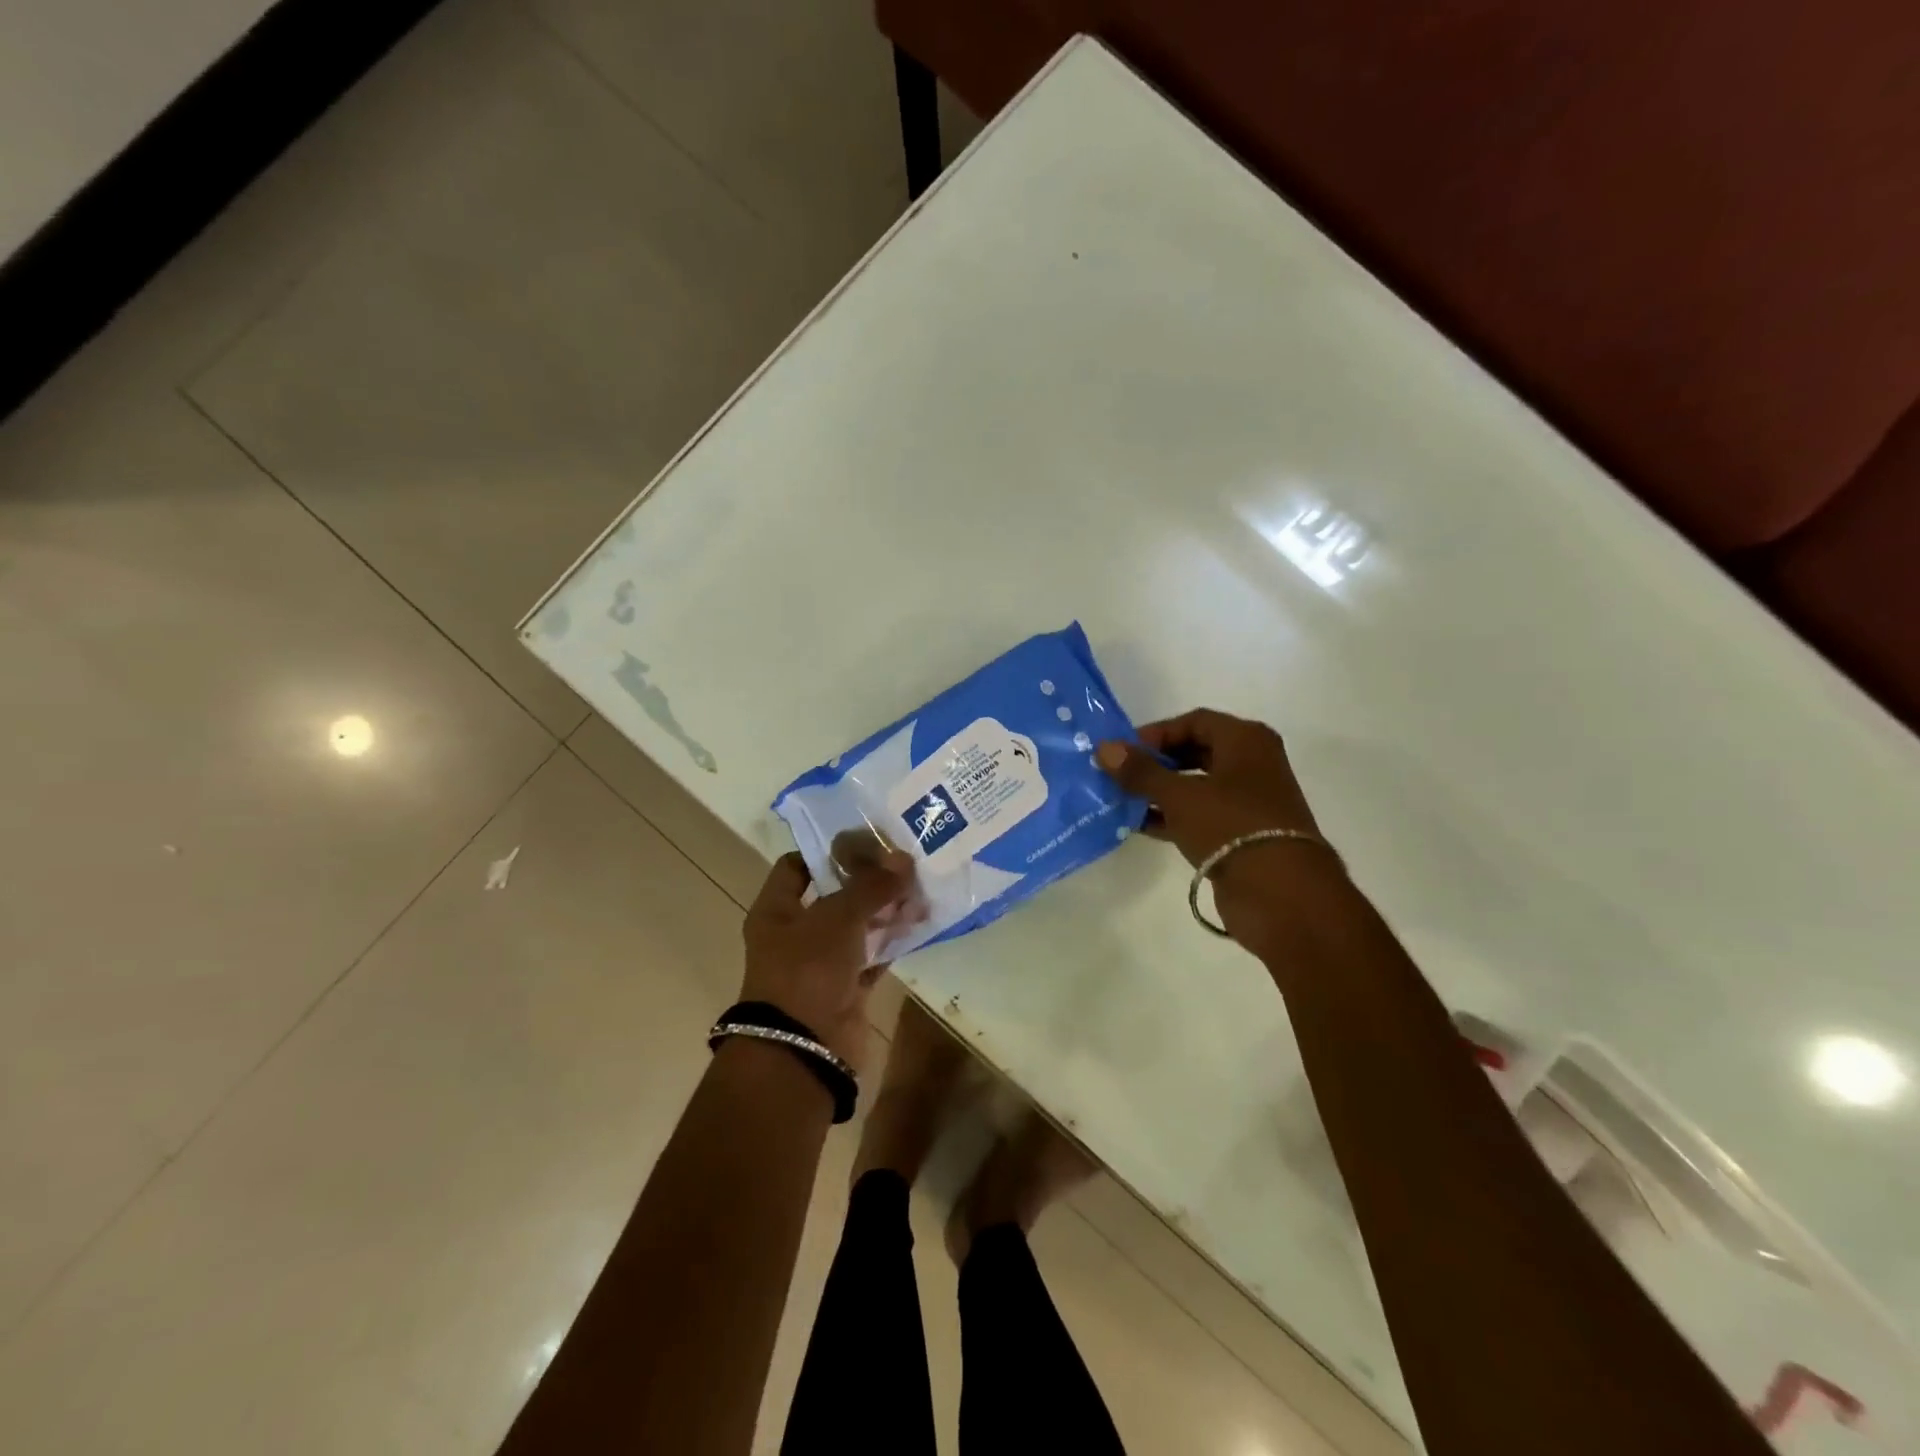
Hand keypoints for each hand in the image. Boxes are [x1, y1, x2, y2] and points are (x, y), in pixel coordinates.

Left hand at [739, 851, 914, 1069]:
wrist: (804, 1049)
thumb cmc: (807, 970)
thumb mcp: (838, 917)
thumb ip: (871, 886)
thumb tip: (903, 859)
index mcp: (775, 911)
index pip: (796, 867)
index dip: (827, 851)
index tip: (865, 841)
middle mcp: (794, 935)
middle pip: (833, 896)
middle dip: (867, 881)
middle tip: (903, 862)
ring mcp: (820, 964)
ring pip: (856, 927)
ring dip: (884, 911)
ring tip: (919, 889)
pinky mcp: (845, 990)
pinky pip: (872, 957)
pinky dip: (892, 943)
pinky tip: (919, 924)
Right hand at [1096, 709, 1337, 943]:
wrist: (1280, 893)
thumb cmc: (1230, 825)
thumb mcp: (1179, 795)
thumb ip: (1140, 771)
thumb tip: (1105, 748)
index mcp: (1246, 740)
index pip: (1193, 721)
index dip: (1156, 733)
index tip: (1123, 752)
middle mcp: (1252, 764)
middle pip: (1195, 752)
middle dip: (1156, 763)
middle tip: (1120, 775)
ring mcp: (1249, 801)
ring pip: (1197, 786)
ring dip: (1160, 792)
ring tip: (1122, 800)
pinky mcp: (1243, 834)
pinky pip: (1201, 815)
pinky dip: (1173, 817)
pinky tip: (1139, 825)